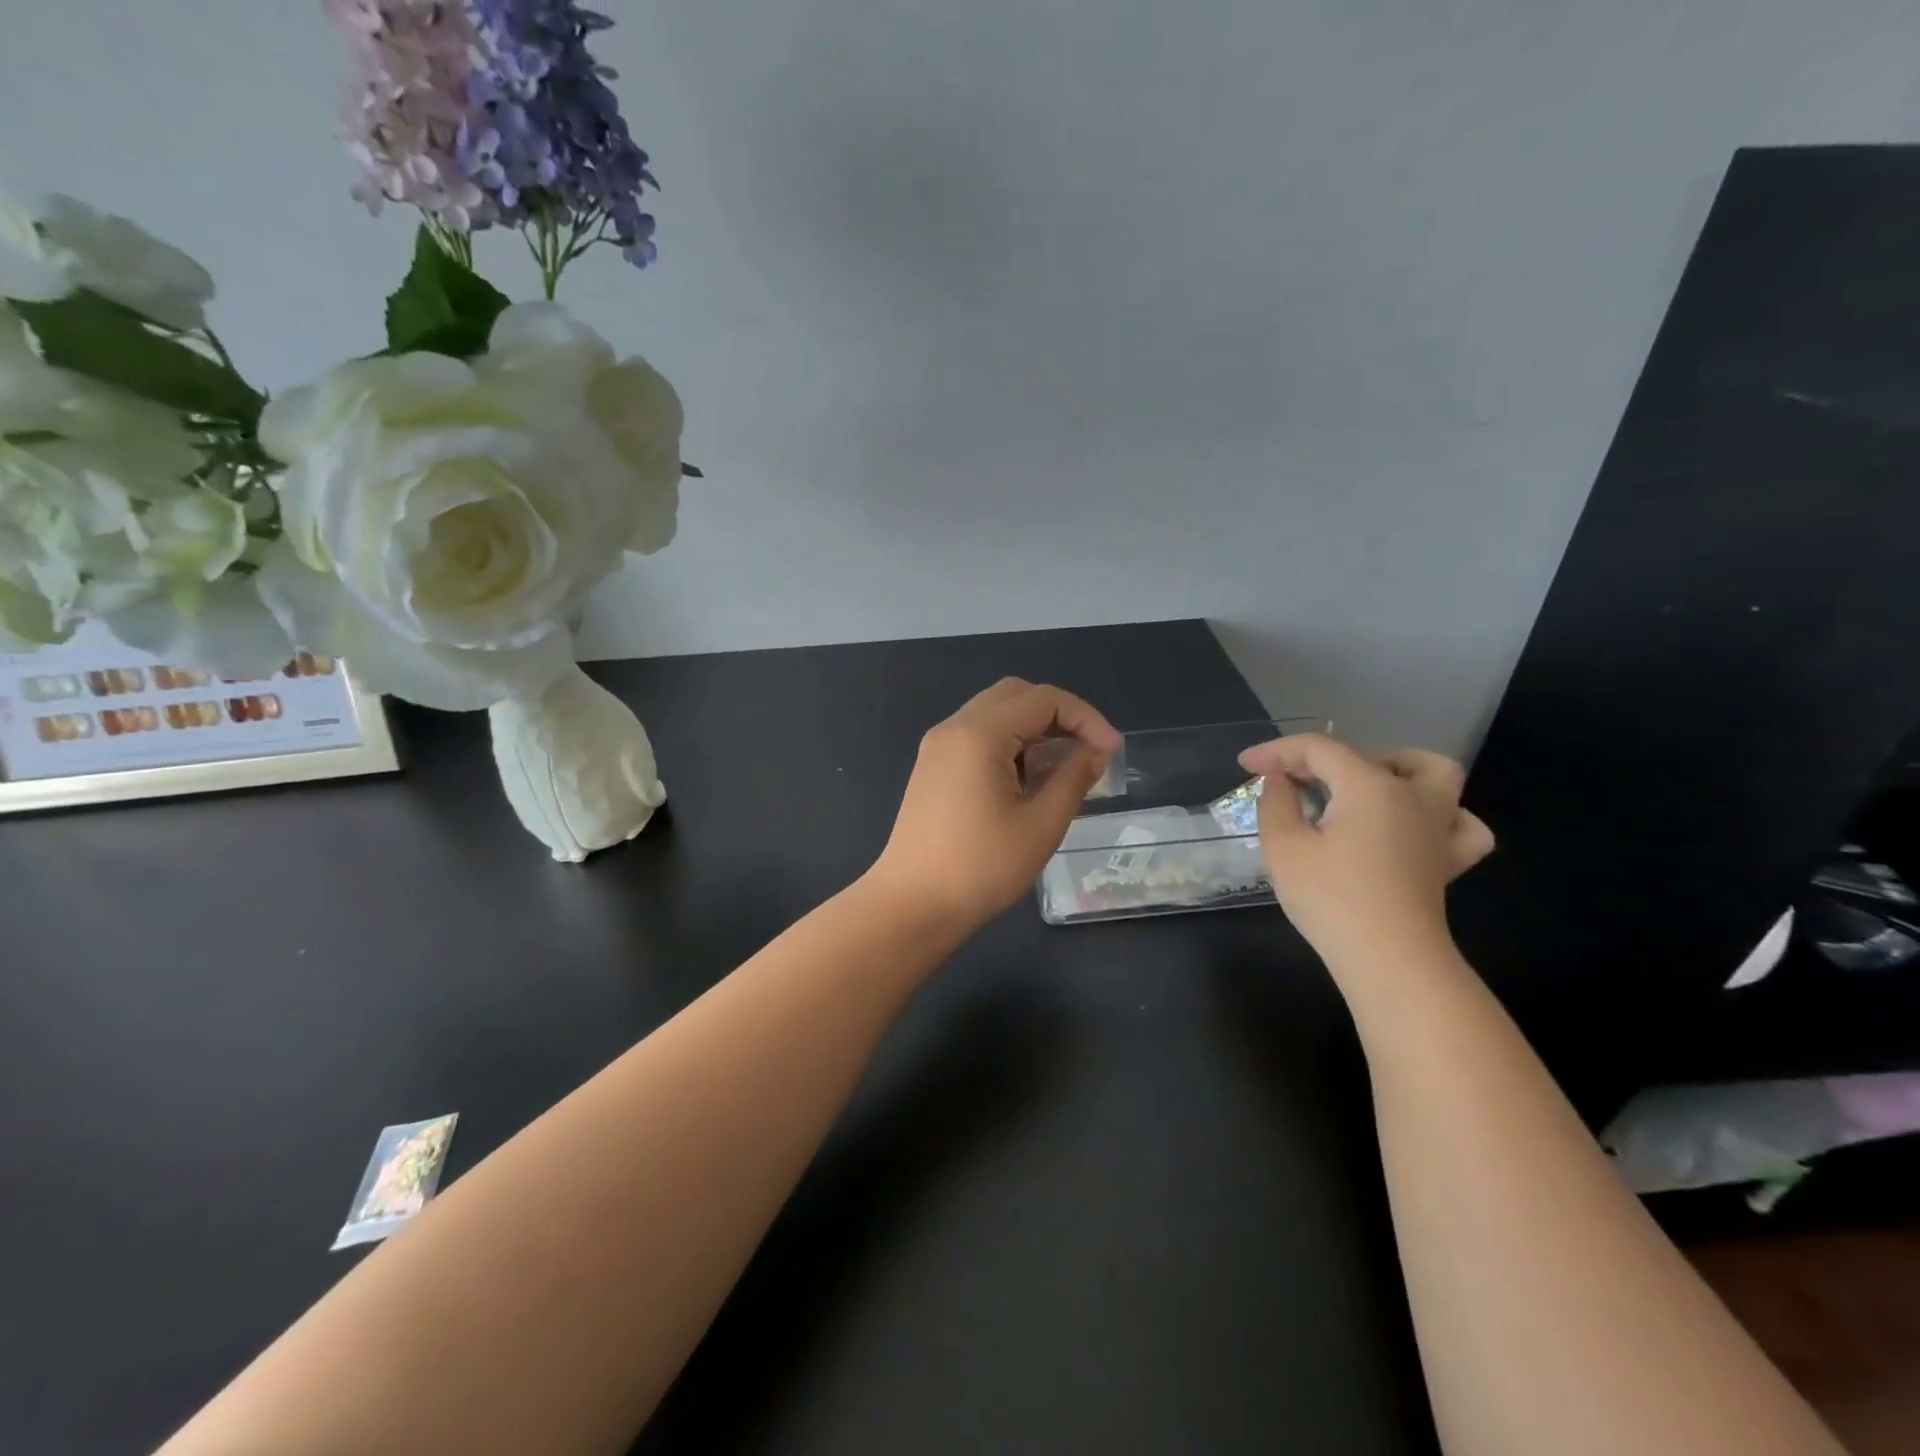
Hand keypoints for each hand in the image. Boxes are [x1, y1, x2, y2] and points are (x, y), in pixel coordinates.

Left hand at [867, 678, 1120, 932]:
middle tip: (1088, 751)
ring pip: (995, 713)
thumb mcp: (1040, 825)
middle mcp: (954, 728)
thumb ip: (1073, 779)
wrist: (912, 905)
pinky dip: (1009, 743)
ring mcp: (937, 746)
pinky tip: (1027, 779)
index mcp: (979, 734)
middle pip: (1016, 695)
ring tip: (1062, 767)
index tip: (1111, 752)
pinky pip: (976, 735)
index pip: (1043, 699)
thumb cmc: (980, 868)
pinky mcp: (932, 767)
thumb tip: (1096, 753)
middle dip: (1059, 715)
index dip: (1085, 718)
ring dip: (1033, 729)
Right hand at [1240, 733, 1494, 972]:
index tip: (1246, 765)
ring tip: (1361, 787)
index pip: (1318, 749)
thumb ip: (1276, 803)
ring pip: (1434, 774)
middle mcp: (1411, 796)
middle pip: (1370, 754)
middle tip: (1295, 782)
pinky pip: (1460, 824)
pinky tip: (1412, 826)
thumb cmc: (1330, 899)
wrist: (1388, 960)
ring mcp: (1438, 828)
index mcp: (1369, 785)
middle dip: (1325, 758)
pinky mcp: (1448, 861)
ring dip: (1395, 769)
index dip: (1277, 751)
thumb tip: (1280, 780)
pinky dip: (1440, 815)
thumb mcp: (1283, 847)